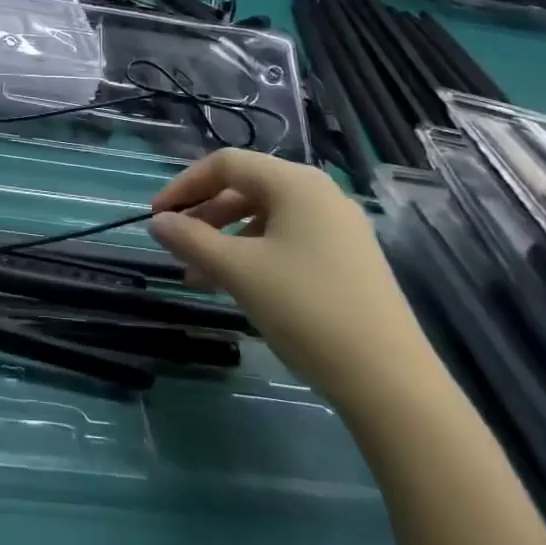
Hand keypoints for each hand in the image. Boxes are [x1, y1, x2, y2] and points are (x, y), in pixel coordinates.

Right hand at [148, 149, 437, 412]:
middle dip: (203, 215)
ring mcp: (337, 228)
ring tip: (197, 276)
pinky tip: (235, 287)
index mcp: (295, 183)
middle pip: (245, 188)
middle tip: (175, 246)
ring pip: (264, 218)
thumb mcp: (237, 270)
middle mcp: (319, 194)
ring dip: (224, 240)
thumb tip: (157, 222)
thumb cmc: (305, 308)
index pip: (226, 164)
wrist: (389, 380)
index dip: (184, 185)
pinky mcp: (346, 260)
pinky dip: (252, 255)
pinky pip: (286, 241)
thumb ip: (190, 239)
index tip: (156, 217)